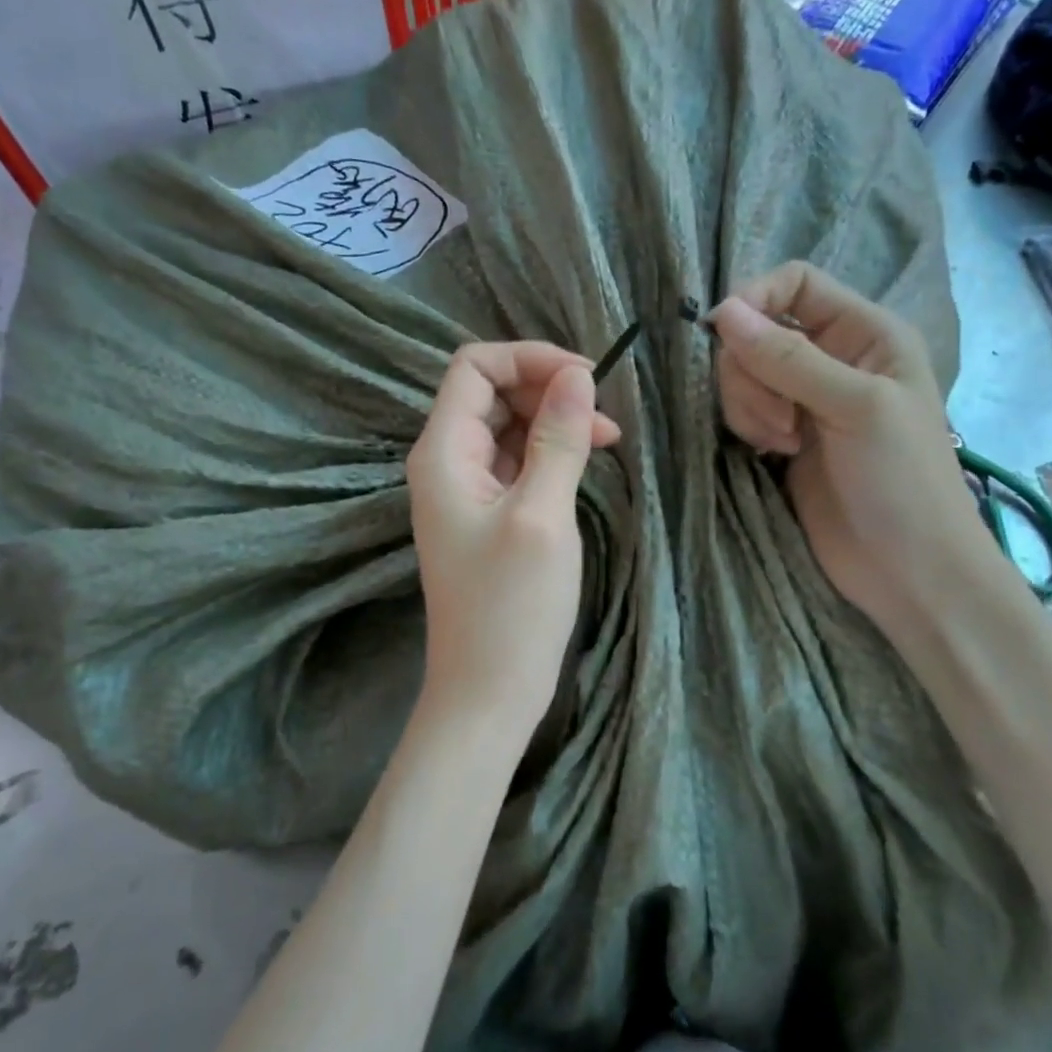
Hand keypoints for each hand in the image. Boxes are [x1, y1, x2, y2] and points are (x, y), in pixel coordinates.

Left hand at [406, 343, 621, 746]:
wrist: (488, 692)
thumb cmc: (511, 607)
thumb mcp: (541, 514)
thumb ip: (557, 439)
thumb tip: (577, 374)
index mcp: (444, 452)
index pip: (474, 367)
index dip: (528, 359)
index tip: (585, 378)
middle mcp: (448, 461)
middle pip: (493, 392)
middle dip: (547, 389)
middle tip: (603, 416)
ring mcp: (467, 489)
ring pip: (510, 425)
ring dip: (555, 420)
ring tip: (607, 439)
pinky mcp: (488, 513)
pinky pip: (518, 460)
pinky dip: (551, 451)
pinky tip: (586, 461)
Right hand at [710, 263, 999, 626]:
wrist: (907, 570)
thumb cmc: (902, 480)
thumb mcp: (855, 407)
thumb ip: (788, 359)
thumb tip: (723, 311)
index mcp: (865, 333)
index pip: (795, 284)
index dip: (755, 299)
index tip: (725, 335)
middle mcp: (832, 357)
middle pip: (758, 331)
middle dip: (752, 372)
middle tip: (781, 421)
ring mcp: (805, 399)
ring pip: (743, 372)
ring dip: (749, 404)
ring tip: (781, 444)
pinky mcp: (783, 435)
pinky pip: (742, 409)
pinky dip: (747, 426)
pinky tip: (772, 454)